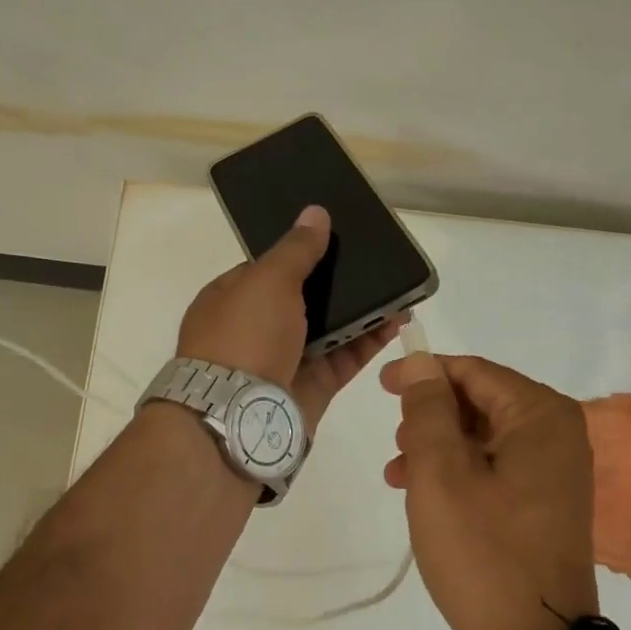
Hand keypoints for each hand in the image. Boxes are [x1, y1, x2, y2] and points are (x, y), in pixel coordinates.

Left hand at [176, 205, 401, 428]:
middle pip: (305, 298)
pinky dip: (371, 339)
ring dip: (362, 310)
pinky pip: (347, 357)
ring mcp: (287, 359)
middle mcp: (258, 329)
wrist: (240, 417)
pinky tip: (398, 319)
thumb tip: (315, 212)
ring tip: (397, 288)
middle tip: (377, 262)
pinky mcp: (314, 386)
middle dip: (340, 283)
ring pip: (331, 328)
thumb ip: (297, 249)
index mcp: (233, 298)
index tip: (337, 240)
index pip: (270, 269)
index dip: (302, 253)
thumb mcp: (267, 279)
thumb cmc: (244, 336)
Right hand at [380, 353, 597, 629]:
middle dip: (431, 417)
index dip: (424, 374)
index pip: (474, 372)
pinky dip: (459, 473)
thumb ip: (428, 409)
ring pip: (484, 437)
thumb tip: (420, 362)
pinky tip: (426, 496)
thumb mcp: (441, 474)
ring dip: (439, 447)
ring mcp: (557, 471)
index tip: (381, 385)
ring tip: (400, 475)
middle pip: (482, 402)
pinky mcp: (547, 503)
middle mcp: (559, 434)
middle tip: (395, 444)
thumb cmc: (482, 552)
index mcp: (541, 416)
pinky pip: (496, 468)